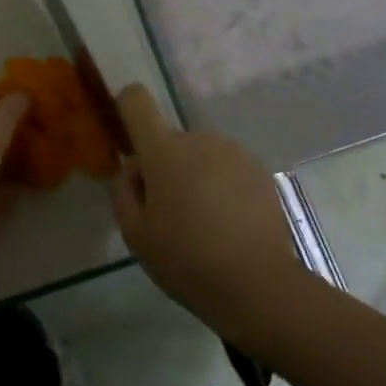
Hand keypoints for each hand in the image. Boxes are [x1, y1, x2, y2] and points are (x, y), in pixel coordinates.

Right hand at [110, 85, 296, 336]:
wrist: (257, 283)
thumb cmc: (185, 258)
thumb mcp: (135, 234)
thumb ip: (124, 192)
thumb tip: (134, 170)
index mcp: (164, 150)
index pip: (137, 101)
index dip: (127, 109)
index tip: (129, 141)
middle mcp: (200, 139)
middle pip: (171, 142)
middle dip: (165, 168)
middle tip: (168, 215)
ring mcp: (235, 153)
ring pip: (201, 157)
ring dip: (195, 179)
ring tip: (202, 225)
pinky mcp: (261, 172)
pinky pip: (228, 171)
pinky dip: (222, 189)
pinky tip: (228, 227)